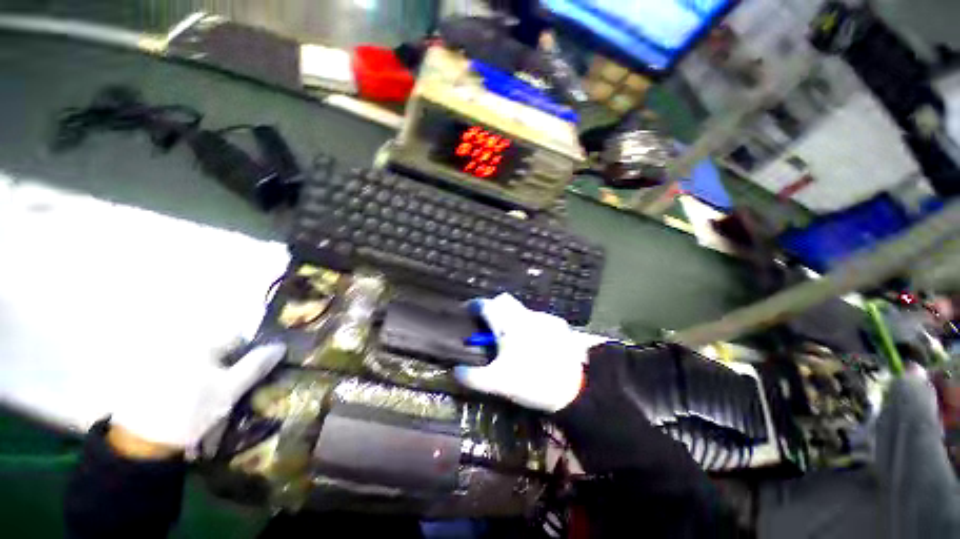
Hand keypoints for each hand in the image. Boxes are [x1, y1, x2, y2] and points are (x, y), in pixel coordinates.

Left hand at [109, 342, 285, 457]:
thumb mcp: (230, 390)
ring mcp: (159, 359)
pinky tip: (187, 401)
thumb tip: (280, 345)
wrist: (142, 443)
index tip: (250, 374)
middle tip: (228, 389)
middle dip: (226, 365)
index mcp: (201, 343)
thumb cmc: (191, 411)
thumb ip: (256, 366)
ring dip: (207, 374)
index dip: (249, 354)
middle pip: (215, 349)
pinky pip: (177, 371)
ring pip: (196, 361)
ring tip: (207, 399)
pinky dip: (187, 381)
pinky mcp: (145, 375)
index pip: (236, 338)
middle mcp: (179, 344)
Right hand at [454, 294, 608, 411]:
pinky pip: (538, 318)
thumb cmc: (532, 381)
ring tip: (512, 337)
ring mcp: (543, 317)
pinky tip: (535, 341)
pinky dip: (530, 324)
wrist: (576, 386)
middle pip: (504, 300)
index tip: (467, 310)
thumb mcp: (497, 383)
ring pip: (521, 309)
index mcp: (507, 325)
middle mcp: (524, 315)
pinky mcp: (558, 324)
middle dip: (493, 306)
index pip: (485, 305)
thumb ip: (472, 377)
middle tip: (488, 323)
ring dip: (512, 317)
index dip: (474, 305)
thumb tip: (455, 370)